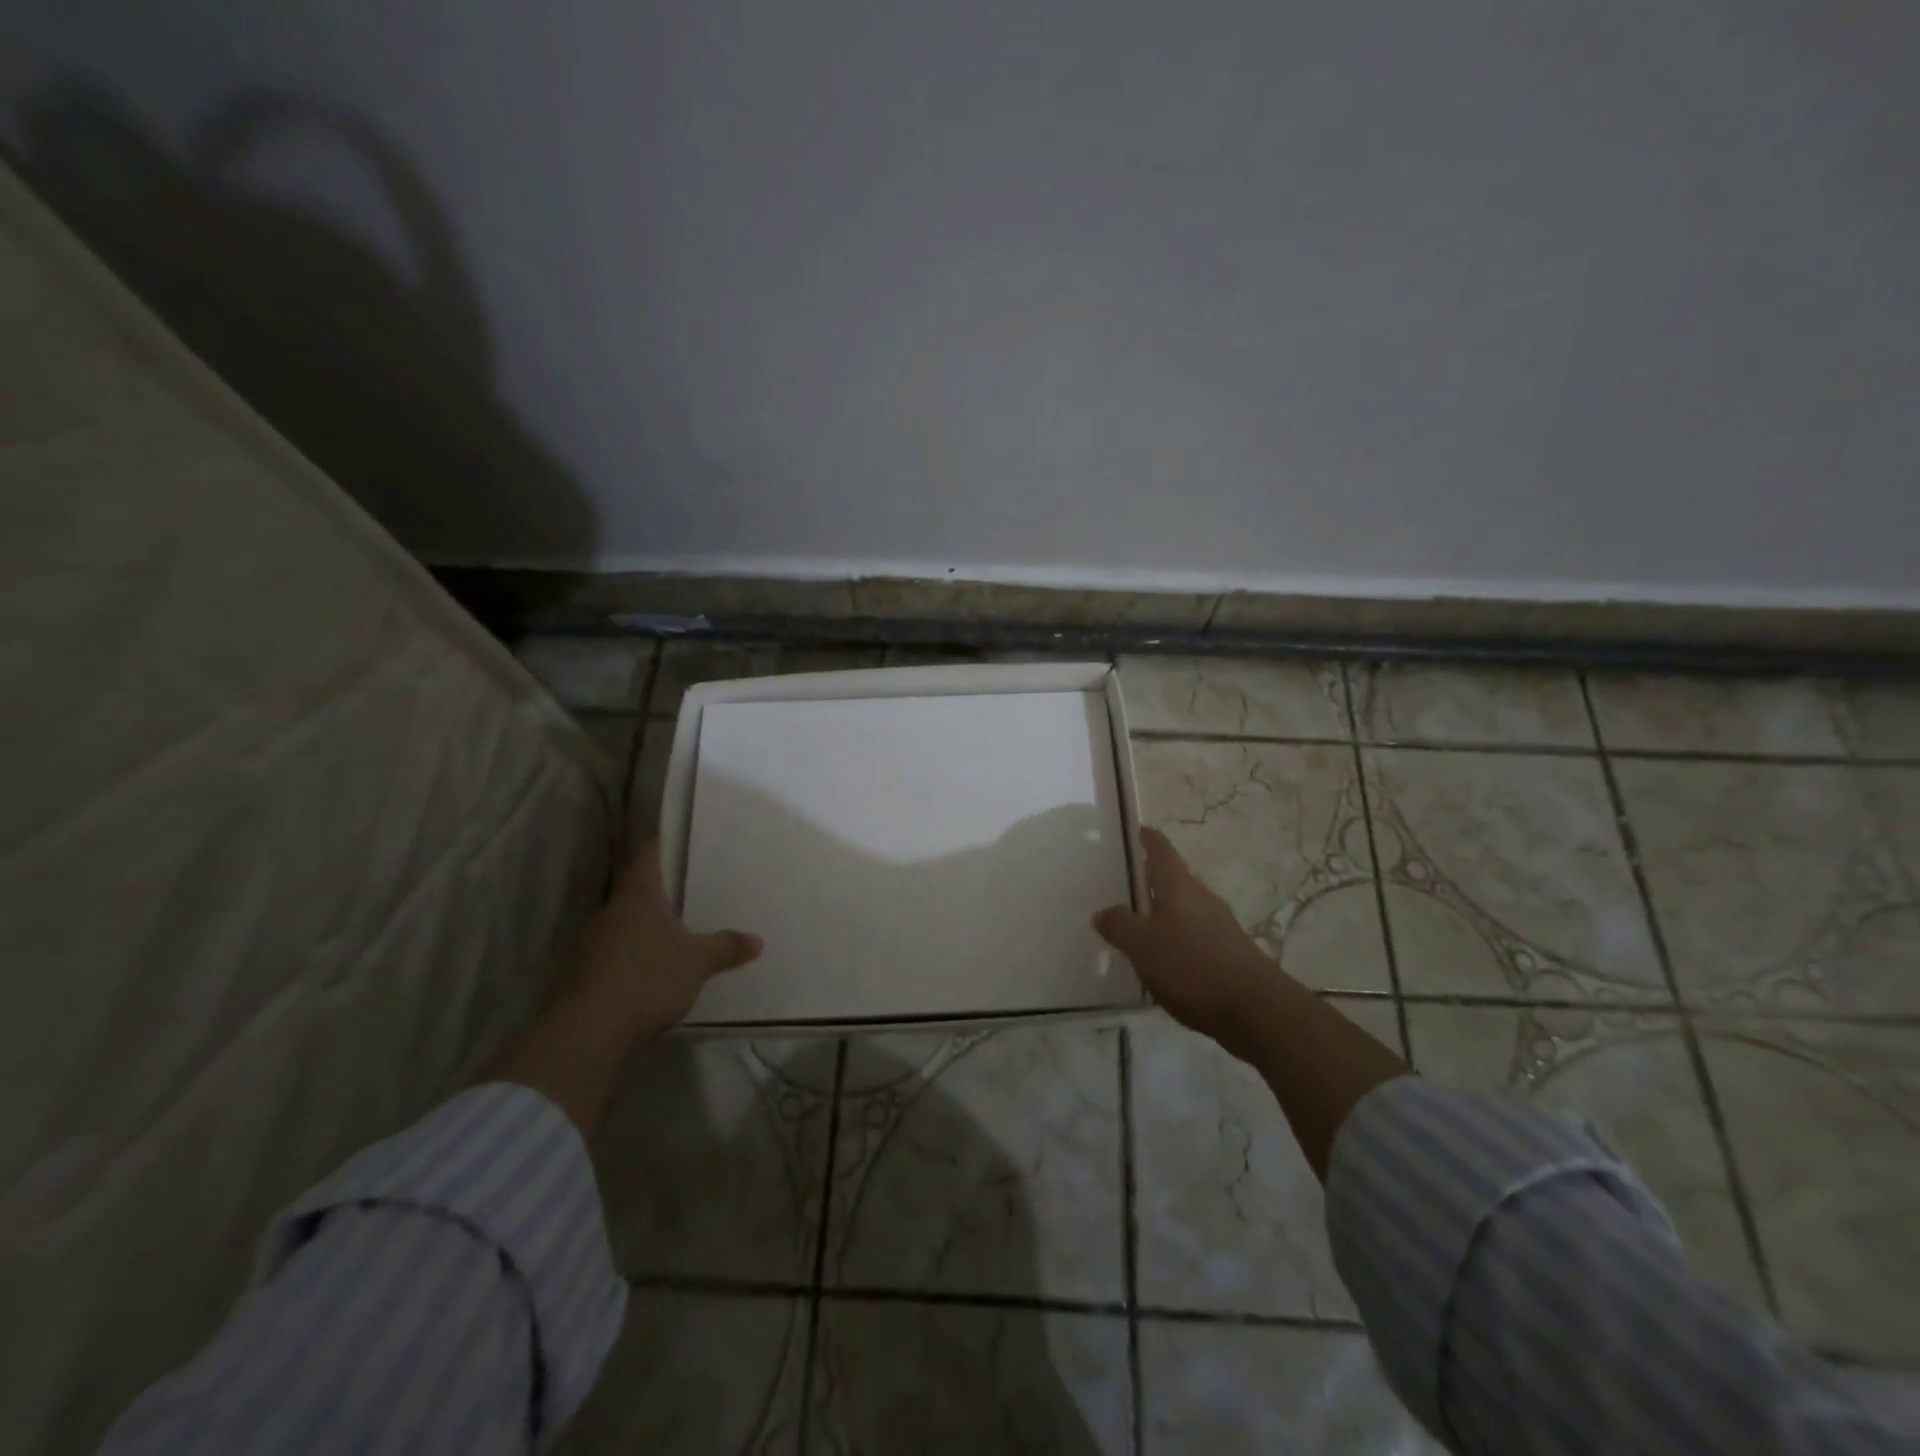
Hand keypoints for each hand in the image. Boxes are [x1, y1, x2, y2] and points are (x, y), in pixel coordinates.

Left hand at [569, 840, 763, 1042]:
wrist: (587, 1032)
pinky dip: (628, 959)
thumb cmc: (648, 978)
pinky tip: (647, 975)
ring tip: (669, 938)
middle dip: (655, 896)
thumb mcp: (698, 962)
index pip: (646, 858)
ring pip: (620, 926)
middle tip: (683, 896)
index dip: (658, 847)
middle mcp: (610, 912)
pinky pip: (610, 956)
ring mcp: (589, 944)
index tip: (670, 841)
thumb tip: (757, 940)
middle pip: (633, 894)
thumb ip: (726, 947)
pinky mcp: (580, 976)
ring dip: (641, 931)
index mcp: (638, 897)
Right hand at [1094, 827, 1283, 1059]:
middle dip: (1152, 879)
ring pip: (1185, 908)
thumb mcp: (1142, 945)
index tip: (1139, 830)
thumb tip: (1103, 911)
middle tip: (1126, 883)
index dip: (1149, 839)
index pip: (1161, 851)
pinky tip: (1164, 959)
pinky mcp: (1229, 953)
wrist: (1255, 1008)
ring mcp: (1219, 925)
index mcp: (1178, 886)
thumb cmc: (1191, 965)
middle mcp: (1201, 898)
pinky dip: (1176, 938)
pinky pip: (1194, 935)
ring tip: (1138, 924)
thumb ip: (1119, 925)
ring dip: (1163, 911)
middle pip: (1174, 879)